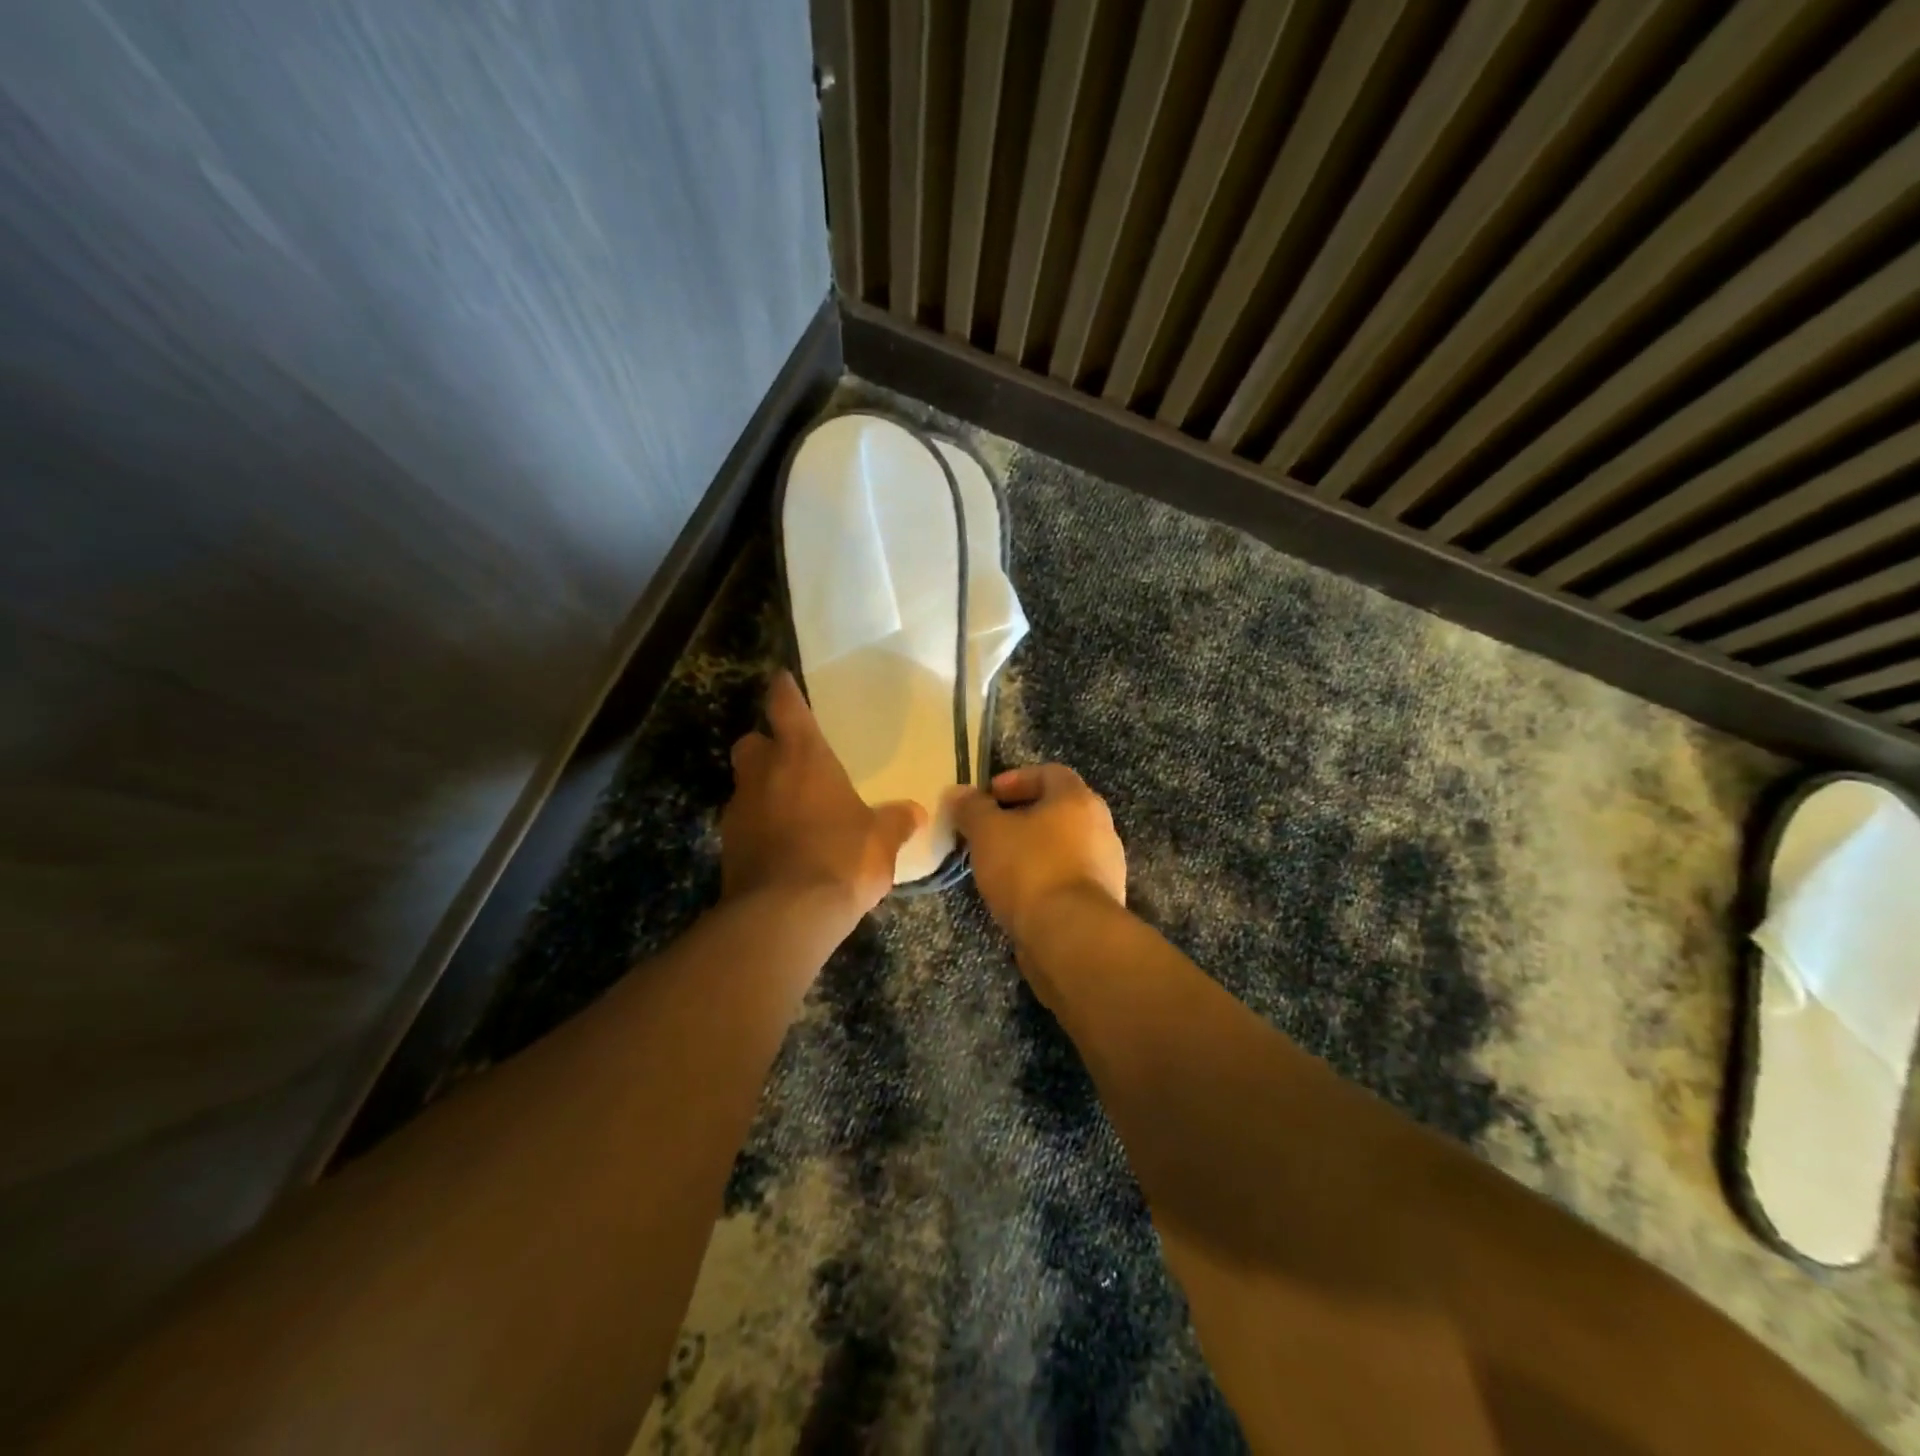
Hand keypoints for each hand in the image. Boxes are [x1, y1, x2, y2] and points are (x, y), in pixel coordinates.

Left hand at [721, 671, 925, 924]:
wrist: (785, 916)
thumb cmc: (841, 859)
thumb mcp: (881, 841)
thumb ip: (896, 821)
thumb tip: (916, 812)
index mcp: (803, 758)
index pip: (786, 707)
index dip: (783, 691)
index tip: (781, 679)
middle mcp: (764, 775)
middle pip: (751, 743)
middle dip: (766, 746)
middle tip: (790, 760)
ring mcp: (739, 811)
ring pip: (745, 785)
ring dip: (763, 790)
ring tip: (792, 810)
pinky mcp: (728, 847)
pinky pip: (744, 824)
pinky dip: (759, 827)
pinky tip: (783, 847)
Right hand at [947, 764, 1126, 945]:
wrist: (1071, 936)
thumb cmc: (1029, 869)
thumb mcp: (988, 832)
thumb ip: (972, 808)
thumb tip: (957, 792)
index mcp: (1078, 800)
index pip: (1050, 773)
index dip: (1016, 779)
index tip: (988, 796)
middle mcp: (1100, 827)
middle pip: (1058, 810)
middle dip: (1021, 817)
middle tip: (990, 830)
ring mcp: (1106, 866)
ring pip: (1063, 846)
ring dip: (1033, 849)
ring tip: (1000, 865)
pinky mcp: (1102, 901)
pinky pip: (1068, 877)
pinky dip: (1044, 878)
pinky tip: (1019, 895)